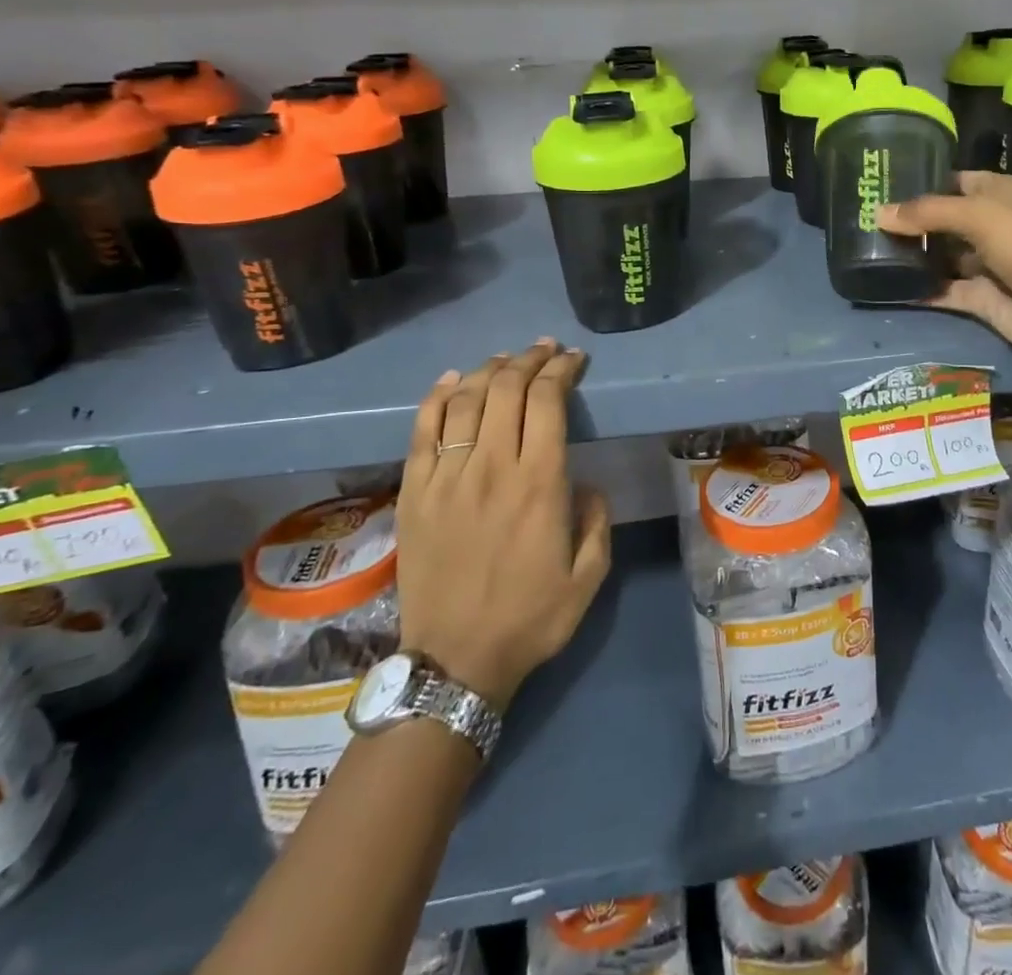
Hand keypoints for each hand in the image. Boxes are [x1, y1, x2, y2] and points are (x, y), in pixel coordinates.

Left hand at [396, 340, 611, 710]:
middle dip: (529, 359)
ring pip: (465, 400)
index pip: (548, 401)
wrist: (454, 662)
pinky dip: (437, 397)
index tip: (573, 359)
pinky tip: (452, 380)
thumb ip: (597, 519)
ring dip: (488, 369)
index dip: (561, 370)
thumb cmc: (530, 618)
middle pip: (506, 389)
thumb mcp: (589, 575)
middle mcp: (492, 468)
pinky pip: (422, 430)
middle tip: (544, 349)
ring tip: (506, 359)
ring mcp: (447, 477)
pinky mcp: (414, 492)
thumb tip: (585, 482)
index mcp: (540, 483)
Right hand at [878, 171, 1011, 384]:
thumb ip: (928, 213)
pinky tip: (885, 284)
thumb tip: (879, 213)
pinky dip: (918, 288)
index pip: (953, 181)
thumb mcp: (980, 217)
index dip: (921, 182)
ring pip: (939, 255)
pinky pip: (941, 289)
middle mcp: (991, 225)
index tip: (881, 186)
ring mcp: (984, 263)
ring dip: (910, 254)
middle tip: (864, 220)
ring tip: (866, 250)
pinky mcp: (978, 297)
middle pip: (942, 219)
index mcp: (1000, 194)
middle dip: (909, 221)